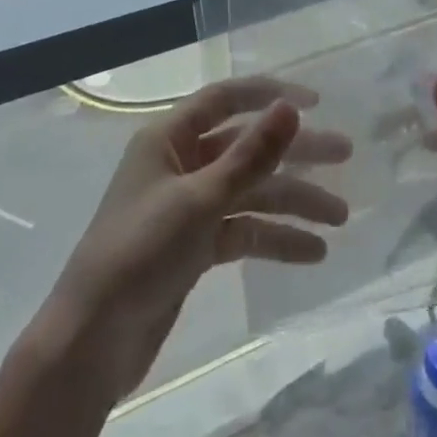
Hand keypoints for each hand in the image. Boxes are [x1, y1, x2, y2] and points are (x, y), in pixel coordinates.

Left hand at [39, 77, 352, 401]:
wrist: (92, 341)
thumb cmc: (141, 252)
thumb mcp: (201, 200)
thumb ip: (250, 154)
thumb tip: (290, 107)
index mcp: (169, 138)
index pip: (225, 99)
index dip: (269, 95)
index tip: (316, 102)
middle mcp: (180, 164)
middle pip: (246, 146)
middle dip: (294, 152)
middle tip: (345, 154)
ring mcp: (187, 207)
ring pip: (249, 192)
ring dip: (292, 202)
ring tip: (340, 218)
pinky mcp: (193, 247)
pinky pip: (242, 231)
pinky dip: (273, 239)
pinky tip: (312, 253)